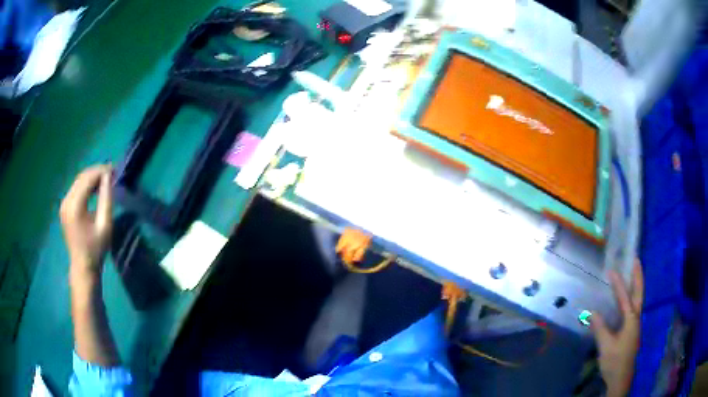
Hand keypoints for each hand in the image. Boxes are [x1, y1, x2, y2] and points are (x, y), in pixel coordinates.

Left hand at [60, 165, 113, 280]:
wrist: (83, 267)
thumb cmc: (96, 249)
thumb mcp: (105, 225)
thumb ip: (106, 199)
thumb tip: (109, 176)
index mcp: (75, 206)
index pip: (88, 178)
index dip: (102, 171)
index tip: (115, 170)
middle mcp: (67, 201)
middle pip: (82, 177)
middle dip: (97, 172)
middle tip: (112, 173)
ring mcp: (64, 203)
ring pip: (78, 181)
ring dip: (92, 177)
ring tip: (105, 180)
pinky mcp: (64, 207)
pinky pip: (76, 188)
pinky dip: (86, 185)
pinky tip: (95, 189)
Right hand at [591, 259, 643, 396]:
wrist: (621, 378)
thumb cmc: (615, 361)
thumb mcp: (606, 346)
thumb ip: (601, 328)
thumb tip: (593, 311)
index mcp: (631, 320)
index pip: (624, 298)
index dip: (618, 284)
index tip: (612, 270)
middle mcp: (636, 319)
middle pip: (639, 293)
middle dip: (638, 276)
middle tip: (636, 260)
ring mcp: (635, 325)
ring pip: (638, 300)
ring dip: (636, 286)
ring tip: (632, 274)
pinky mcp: (631, 331)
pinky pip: (633, 309)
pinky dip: (631, 298)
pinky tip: (626, 300)